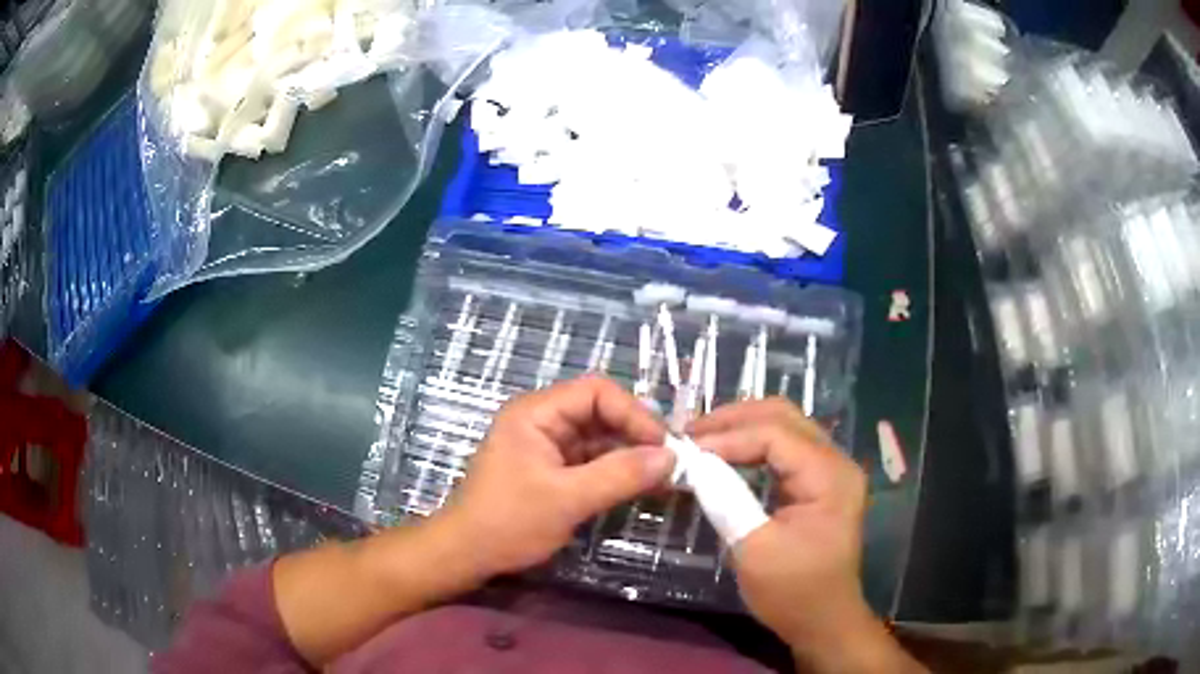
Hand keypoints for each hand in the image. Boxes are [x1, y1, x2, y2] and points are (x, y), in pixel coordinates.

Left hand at [435, 375, 674, 579]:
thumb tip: (671, 458)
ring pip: (601, 439)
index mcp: (536, 413)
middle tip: (671, 463)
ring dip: (632, 456)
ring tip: (666, 477)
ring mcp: (549, 446)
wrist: (467, 554)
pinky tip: (645, 486)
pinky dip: (619, 472)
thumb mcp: (566, 499)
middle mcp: (543, 421)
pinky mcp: (554, 471)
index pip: (596, 392)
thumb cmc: (508, 522)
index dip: (633, 413)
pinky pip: (594, 462)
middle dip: (636, 435)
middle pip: (601, 413)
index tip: (663, 445)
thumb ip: (619, 475)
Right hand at [690, 399, 923, 672]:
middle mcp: (836, 461)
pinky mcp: (819, 482)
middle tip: (689, 435)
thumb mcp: (754, 550)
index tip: (684, 450)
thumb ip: (727, 500)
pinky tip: (726, 455)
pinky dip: (752, 445)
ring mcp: (830, 470)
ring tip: (700, 440)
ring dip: (741, 428)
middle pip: (783, 416)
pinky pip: (784, 448)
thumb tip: (693, 464)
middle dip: (733, 420)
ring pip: (784, 426)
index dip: (727, 437)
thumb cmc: (792, 592)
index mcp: (830, 476)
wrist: (823, 621)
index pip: (775, 434)